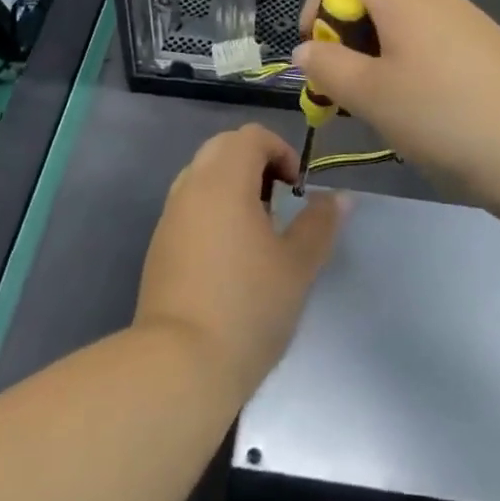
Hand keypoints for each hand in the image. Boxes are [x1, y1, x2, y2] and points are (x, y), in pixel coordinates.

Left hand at [134, 125, 344, 400]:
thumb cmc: (248, 306)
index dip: (281, 151)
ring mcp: (170, 216)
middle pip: (223, 147)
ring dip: (232, 184)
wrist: (179, 364)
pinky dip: (212, 208)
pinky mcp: (159, 245)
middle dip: (255, 162)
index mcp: (224, 180)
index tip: (298, 189)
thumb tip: (341, 197)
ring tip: (257, 228)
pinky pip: (189, 205)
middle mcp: (191, 187)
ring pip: (202, 174)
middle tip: (279, 201)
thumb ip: (320, 223)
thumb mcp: (298, 265)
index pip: (251, 136)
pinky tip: (230, 254)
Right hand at [292, 0, 499, 228]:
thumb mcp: (372, 97)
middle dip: (343, 33)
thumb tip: (305, 51)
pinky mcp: (484, 50)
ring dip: (372, 54)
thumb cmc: (447, 117)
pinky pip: (428, 41)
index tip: (318, 45)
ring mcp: (463, 22)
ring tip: (377, 106)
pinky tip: (419, 112)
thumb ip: (328, 68)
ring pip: (399, 19)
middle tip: (343, 87)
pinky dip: (406, 65)